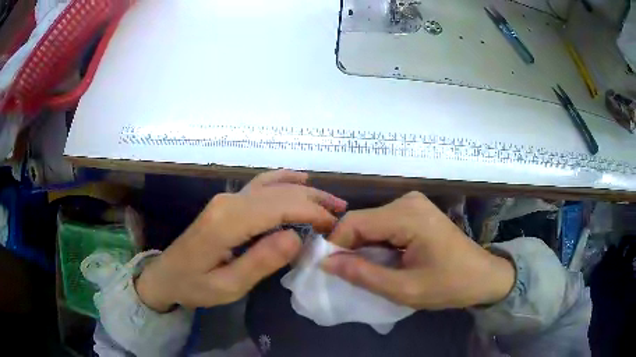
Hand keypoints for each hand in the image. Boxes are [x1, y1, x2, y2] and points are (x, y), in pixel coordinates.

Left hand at [136, 170, 346, 311]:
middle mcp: (229, 202)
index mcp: (228, 222)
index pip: (279, 207)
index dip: (311, 213)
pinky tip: (299, 178)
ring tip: (330, 200)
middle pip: (279, 193)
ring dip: (304, 190)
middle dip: (314, 201)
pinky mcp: (227, 203)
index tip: (334, 227)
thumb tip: (296, 236)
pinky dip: (283, 179)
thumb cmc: (195, 286)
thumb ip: (261, 261)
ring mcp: (227, 199)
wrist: (166, 275)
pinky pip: (260, 185)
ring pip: (272, 185)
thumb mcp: (228, 286)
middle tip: (341, 215)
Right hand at [322, 192, 513, 309]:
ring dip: (362, 247)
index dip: (335, 245)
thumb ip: (363, 275)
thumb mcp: (404, 289)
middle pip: (362, 221)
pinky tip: (381, 261)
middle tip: (346, 276)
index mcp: (407, 215)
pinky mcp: (415, 212)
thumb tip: (326, 262)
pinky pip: (384, 225)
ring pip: (371, 223)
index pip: (354, 222)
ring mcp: (412, 204)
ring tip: (364, 272)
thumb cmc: (449, 285)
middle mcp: (407, 201)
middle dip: (349, 248)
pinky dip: (376, 244)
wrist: (483, 276)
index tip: (329, 270)